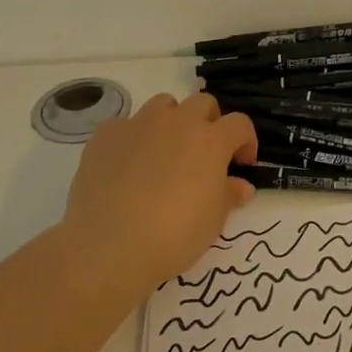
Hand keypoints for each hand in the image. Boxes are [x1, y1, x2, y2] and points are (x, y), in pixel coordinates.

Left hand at [59, 93, 257, 300]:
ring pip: (163, 106)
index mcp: (211, 140)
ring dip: (171, 122)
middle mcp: (178, 122)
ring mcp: (139, 124)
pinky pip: (125, 126)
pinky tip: (126, 167)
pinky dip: (132, 139)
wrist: (108, 248)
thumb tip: (241, 185)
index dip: (245, 141)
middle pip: (202, 104)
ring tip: (164, 154)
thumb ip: (230, 195)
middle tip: (203, 155)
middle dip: (208, 123)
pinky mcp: (106, 135)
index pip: (239, 124)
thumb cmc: (173, 235)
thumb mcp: (213, 221)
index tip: (241, 164)